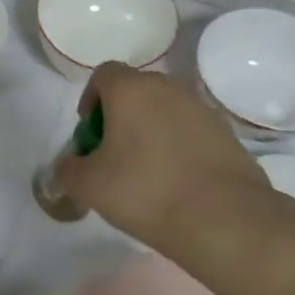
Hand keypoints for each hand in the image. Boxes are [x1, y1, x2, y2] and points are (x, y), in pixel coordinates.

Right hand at [48, 62, 294, 267]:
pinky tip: (177, 181)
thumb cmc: (145, 191)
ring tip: (146, 170)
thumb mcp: (89, 186)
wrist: (225, 220)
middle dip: (121, 115)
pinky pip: (191, 130)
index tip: (90, 132)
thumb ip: (68, 169)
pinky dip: (179, 146)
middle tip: (114, 153)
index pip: (104, 74)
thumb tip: (68, 164)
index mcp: (131, 90)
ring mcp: (202, 109)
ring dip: (151, 130)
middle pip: (136, 90)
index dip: (91, 98)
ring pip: (165, 110)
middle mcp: (168, 88)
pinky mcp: (227, 133)